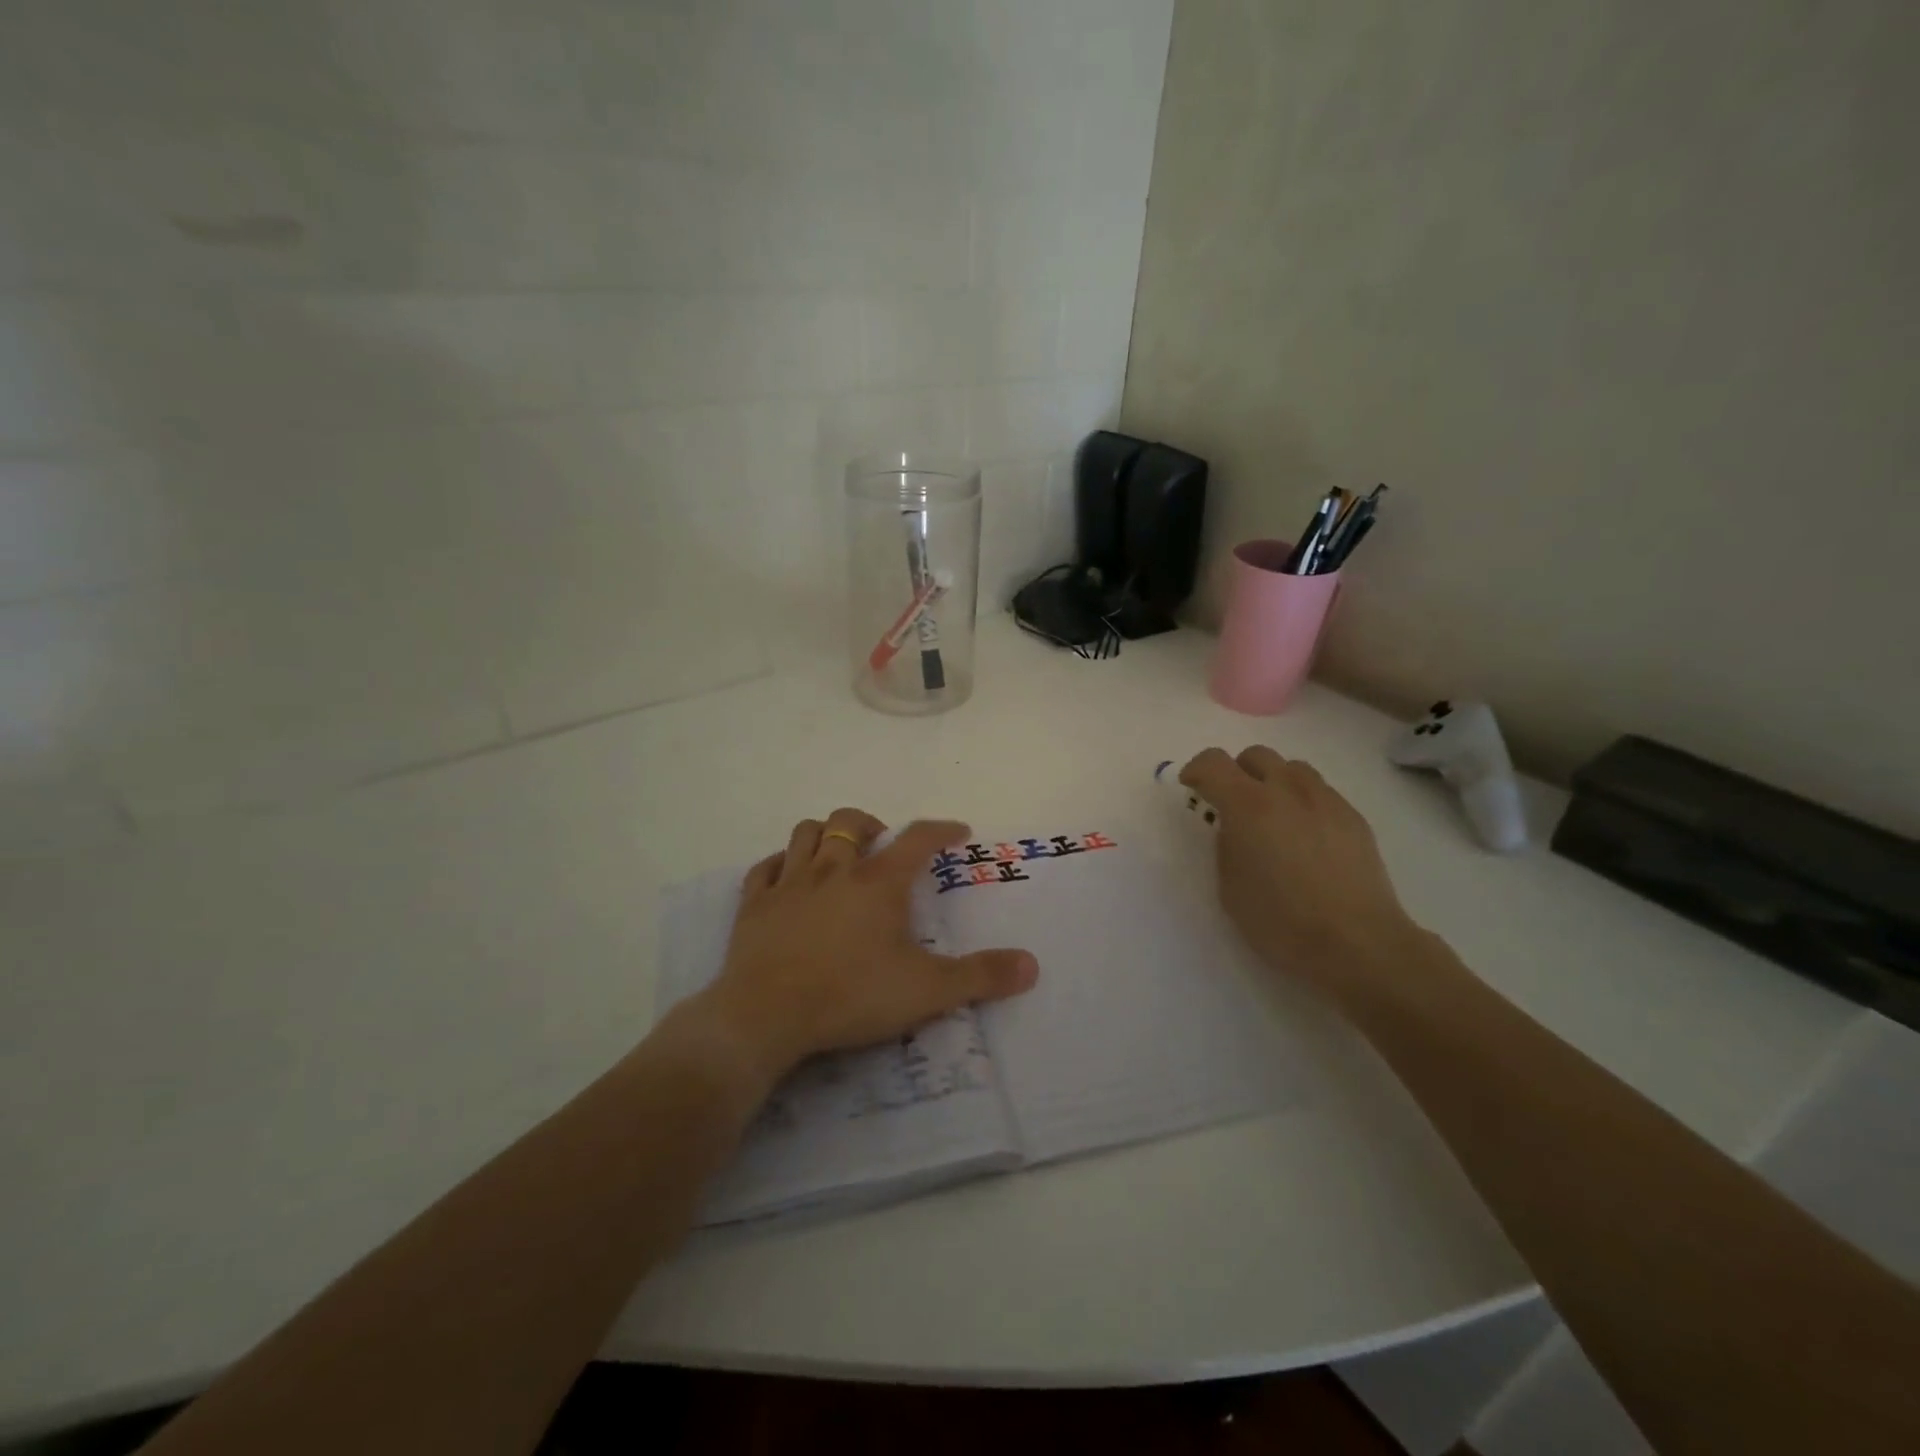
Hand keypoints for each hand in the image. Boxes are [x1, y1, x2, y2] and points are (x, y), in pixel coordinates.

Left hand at [680, 808, 1038, 1087]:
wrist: (766, 1015)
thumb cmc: (851, 995)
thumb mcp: (927, 991)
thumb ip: (981, 976)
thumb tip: (1032, 964)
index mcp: (878, 883)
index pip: (917, 838)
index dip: (941, 829)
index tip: (957, 830)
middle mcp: (833, 870)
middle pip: (850, 822)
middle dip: (872, 825)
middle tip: (884, 845)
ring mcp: (789, 883)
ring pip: (805, 832)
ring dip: (825, 834)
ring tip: (837, 852)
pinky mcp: (754, 905)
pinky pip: (765, 867)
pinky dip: (780, 863)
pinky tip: (786, 876)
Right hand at [1181, 747, 1429, 1008]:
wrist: (1357, 944)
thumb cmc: (1281, 921)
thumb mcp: (1229, 887)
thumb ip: (1226, 845)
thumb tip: (1235, 829)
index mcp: (1248, 805)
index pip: (1213, 762)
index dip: (1197, 770)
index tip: (1192, 788)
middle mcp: (1287, 791)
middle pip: (1256, 755)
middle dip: (1237, 772)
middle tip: (1232, 804)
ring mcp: (1326, 801)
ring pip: (1292, 768)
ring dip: (1273, 782)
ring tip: (1273, 817)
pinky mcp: (1354, 818)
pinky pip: (1320, 792)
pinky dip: (1303, 802)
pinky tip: (1306, 838)